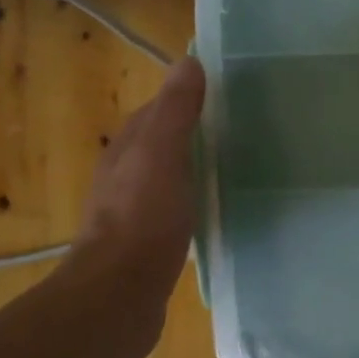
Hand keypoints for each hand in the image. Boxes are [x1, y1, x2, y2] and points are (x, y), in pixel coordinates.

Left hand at [58, 55, 206, 357]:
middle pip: (163, 145)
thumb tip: (188, 61)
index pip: (157, 112)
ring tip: (235, 166)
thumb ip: (175, 112)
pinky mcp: (150, 245)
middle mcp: (127, 178)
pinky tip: (217, 210)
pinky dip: (196, 202)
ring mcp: (137, 213)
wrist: (119, 296)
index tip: (225, 94)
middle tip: (240, 130)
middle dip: (194, 134)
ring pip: (170, 178)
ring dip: (195, 169)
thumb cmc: (142, 220)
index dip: (186, 99)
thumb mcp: (161, 156)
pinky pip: (177, 211)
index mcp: (128, 151)